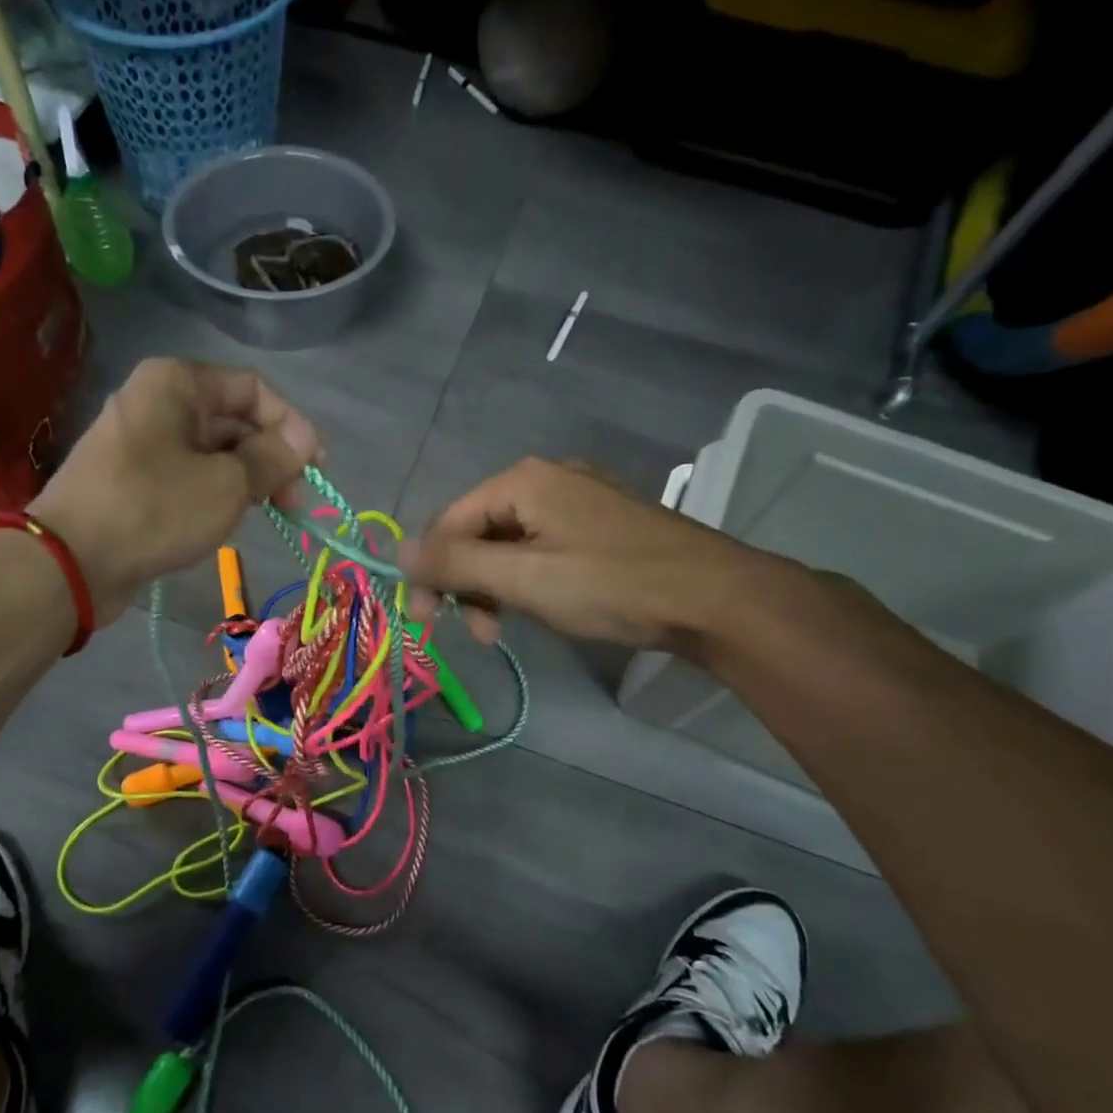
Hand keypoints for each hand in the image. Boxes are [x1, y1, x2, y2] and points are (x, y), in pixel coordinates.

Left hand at [28, 359, 320, 617]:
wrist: (71, 561)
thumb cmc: (155, 509)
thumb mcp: (227, 484)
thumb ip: (272, 458)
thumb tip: (305, 440)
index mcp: (177, 383)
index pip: (253, 389)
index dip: (292, 425)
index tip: (316, 468)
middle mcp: (158, 401)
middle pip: (233, 419)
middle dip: (270, 457)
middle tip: (294, 503)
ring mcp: (142, 440)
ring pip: (212, 451)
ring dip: (246, 479)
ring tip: (267, 514)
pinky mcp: (134, 478)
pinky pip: (188, 474)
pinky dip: (216, 492)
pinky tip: (229, 520)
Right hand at [400, 458, 785, 653]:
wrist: (716, 598)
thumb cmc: (611, 585)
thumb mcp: (523, 578)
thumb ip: (456, 564)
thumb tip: (396, 550)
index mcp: (522, 481)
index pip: (448, 522)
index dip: (430, 572)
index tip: (426, 621)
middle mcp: (546, 479)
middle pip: (478, 532)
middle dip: (467, 584)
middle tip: (476, 633)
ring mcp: (577, 500)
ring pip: (509, 544)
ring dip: (496, 588)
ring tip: (504, 630)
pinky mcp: (600, 525)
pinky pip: (542, 548)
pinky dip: (528, 581)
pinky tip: (540, 608)